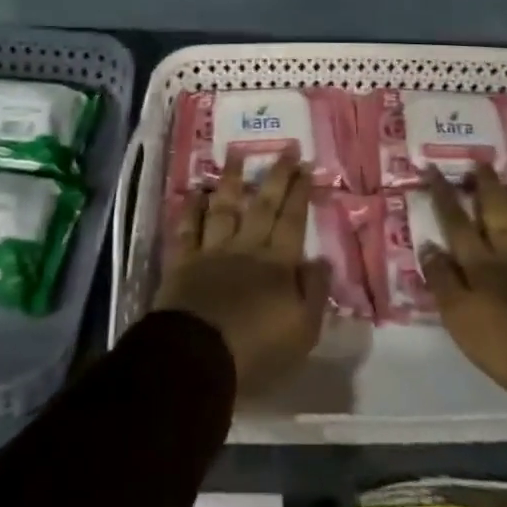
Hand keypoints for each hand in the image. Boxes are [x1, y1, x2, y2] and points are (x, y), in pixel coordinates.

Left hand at [153, 150, 329, 394]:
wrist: (198, 358)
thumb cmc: (256, 350)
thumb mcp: (302, 330)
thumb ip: (314, 292)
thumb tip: (322, 259)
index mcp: (277, 264)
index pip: (293, 220)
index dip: (300, 192)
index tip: (306, 165)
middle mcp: (246, 247)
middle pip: (263, 205)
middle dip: (276, 176)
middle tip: (286, 148)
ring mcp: (212, 251)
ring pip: (224, 207)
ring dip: (231, 180)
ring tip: (236, 153)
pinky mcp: (183, 263)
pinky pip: (187, 229)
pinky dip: (191, 209)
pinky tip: (196, 193)